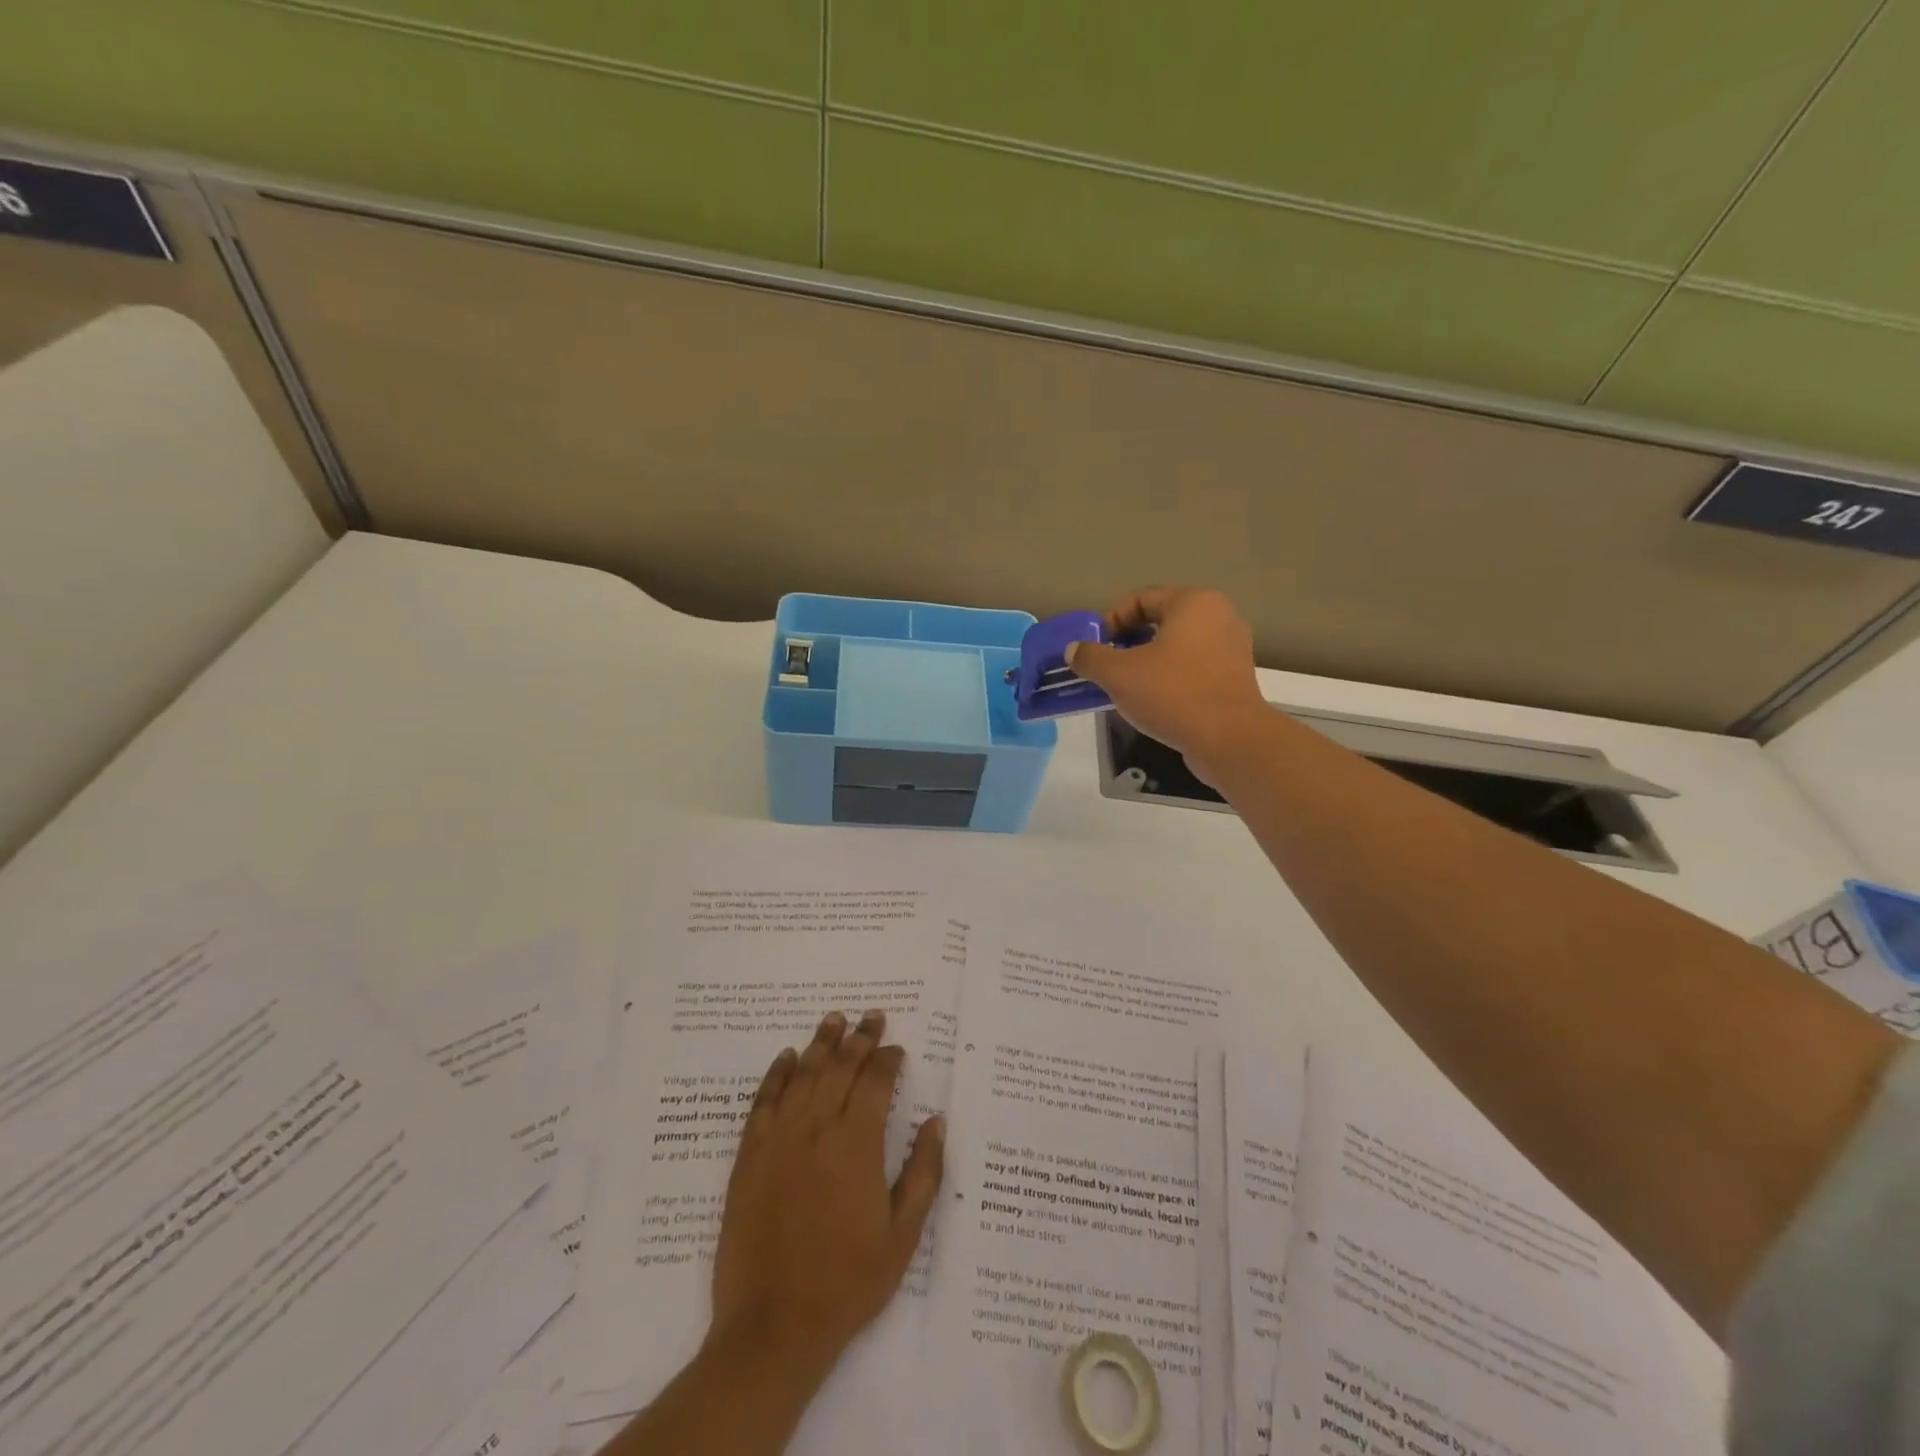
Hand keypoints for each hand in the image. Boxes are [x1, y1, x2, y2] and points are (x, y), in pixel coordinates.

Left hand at [708, 1010, 944, 1371]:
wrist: (774, 1327)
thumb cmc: (847, 1282)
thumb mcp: (903, 1235)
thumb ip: (924, 1172)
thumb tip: (936, 1121)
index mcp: (857, 1144)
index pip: (876, 1082)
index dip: (888, 1059)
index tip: (897, 1049)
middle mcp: (817, 1128)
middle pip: (840, 1067)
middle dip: (860, 1038)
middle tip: (872, 1016)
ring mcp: (779, 1139)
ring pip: (803, 1074)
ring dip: (821, 1043)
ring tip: (835, 1019)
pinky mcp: (749, 1155)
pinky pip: (764, 1100)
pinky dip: (777, 1074)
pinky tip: (787, 1057)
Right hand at [1066, 586, 1271, 784]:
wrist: (1228, 740)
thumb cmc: (1172, 694)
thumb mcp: (1119, 674)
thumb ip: (1091, 657)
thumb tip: (1073, 650)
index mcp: (1193, 603)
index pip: (1141, 598)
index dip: (1112, 620)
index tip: (1096, 648)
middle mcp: (1218, 617)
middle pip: (1160, 621)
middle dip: (1128, 642)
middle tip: (1107, 666)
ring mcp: (1231, 648)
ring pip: (1177, 646)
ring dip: (1147, 661)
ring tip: (1126, 686)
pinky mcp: (1234, 678)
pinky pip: (1193, 668)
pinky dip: (1170, 677)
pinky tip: (1153, 701)